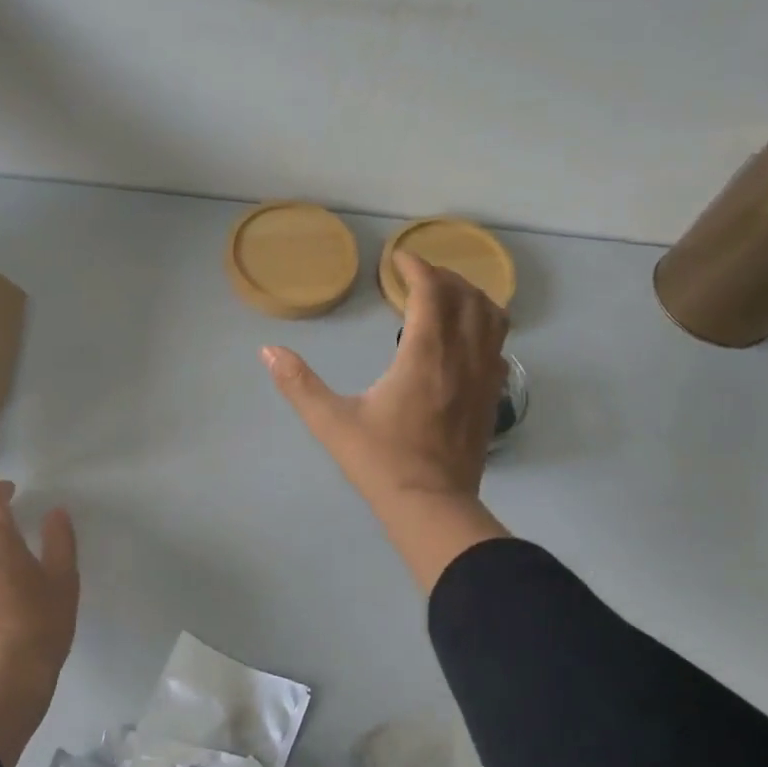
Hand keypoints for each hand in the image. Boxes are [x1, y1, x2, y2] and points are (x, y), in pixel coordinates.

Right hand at [263, 251, 513, 591]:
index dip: (417, 268)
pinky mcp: (491, 398)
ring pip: (493, 318)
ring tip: (447, 296)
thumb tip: (268, 351)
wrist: (431, 507)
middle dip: (444, 277)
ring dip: (472, 297)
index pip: (431, 292)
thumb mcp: (331, 422)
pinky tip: (465, 338)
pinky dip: (485, 327)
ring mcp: (483, 378)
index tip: (398, 259)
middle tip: (417, 276)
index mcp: (424, 355)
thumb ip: (298, 383)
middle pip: (467, 297)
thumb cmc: (380, 461)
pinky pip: (499, 346)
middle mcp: (461, 357)